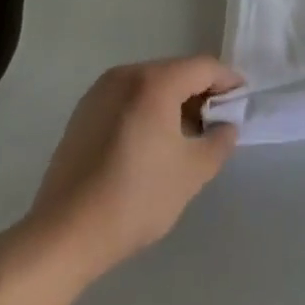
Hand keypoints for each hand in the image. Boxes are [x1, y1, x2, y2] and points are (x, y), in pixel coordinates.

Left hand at [20, 55, 243, 284]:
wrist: (62, 237)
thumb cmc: (134, 199)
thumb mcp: (191, 173)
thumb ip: (219, 142)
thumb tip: (226, 126)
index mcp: (155, 81)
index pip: (204, 68)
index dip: (228, 82)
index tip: (242, 103)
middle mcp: (127, 74)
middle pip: (177, 73)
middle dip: (200, 94)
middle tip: (216, 125)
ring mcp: (100, 92)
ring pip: (151, 86)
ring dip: (173, 104)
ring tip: (184, 138)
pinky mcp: (83, 114)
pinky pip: (128, 100)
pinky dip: (147, 112)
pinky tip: (150, 146)